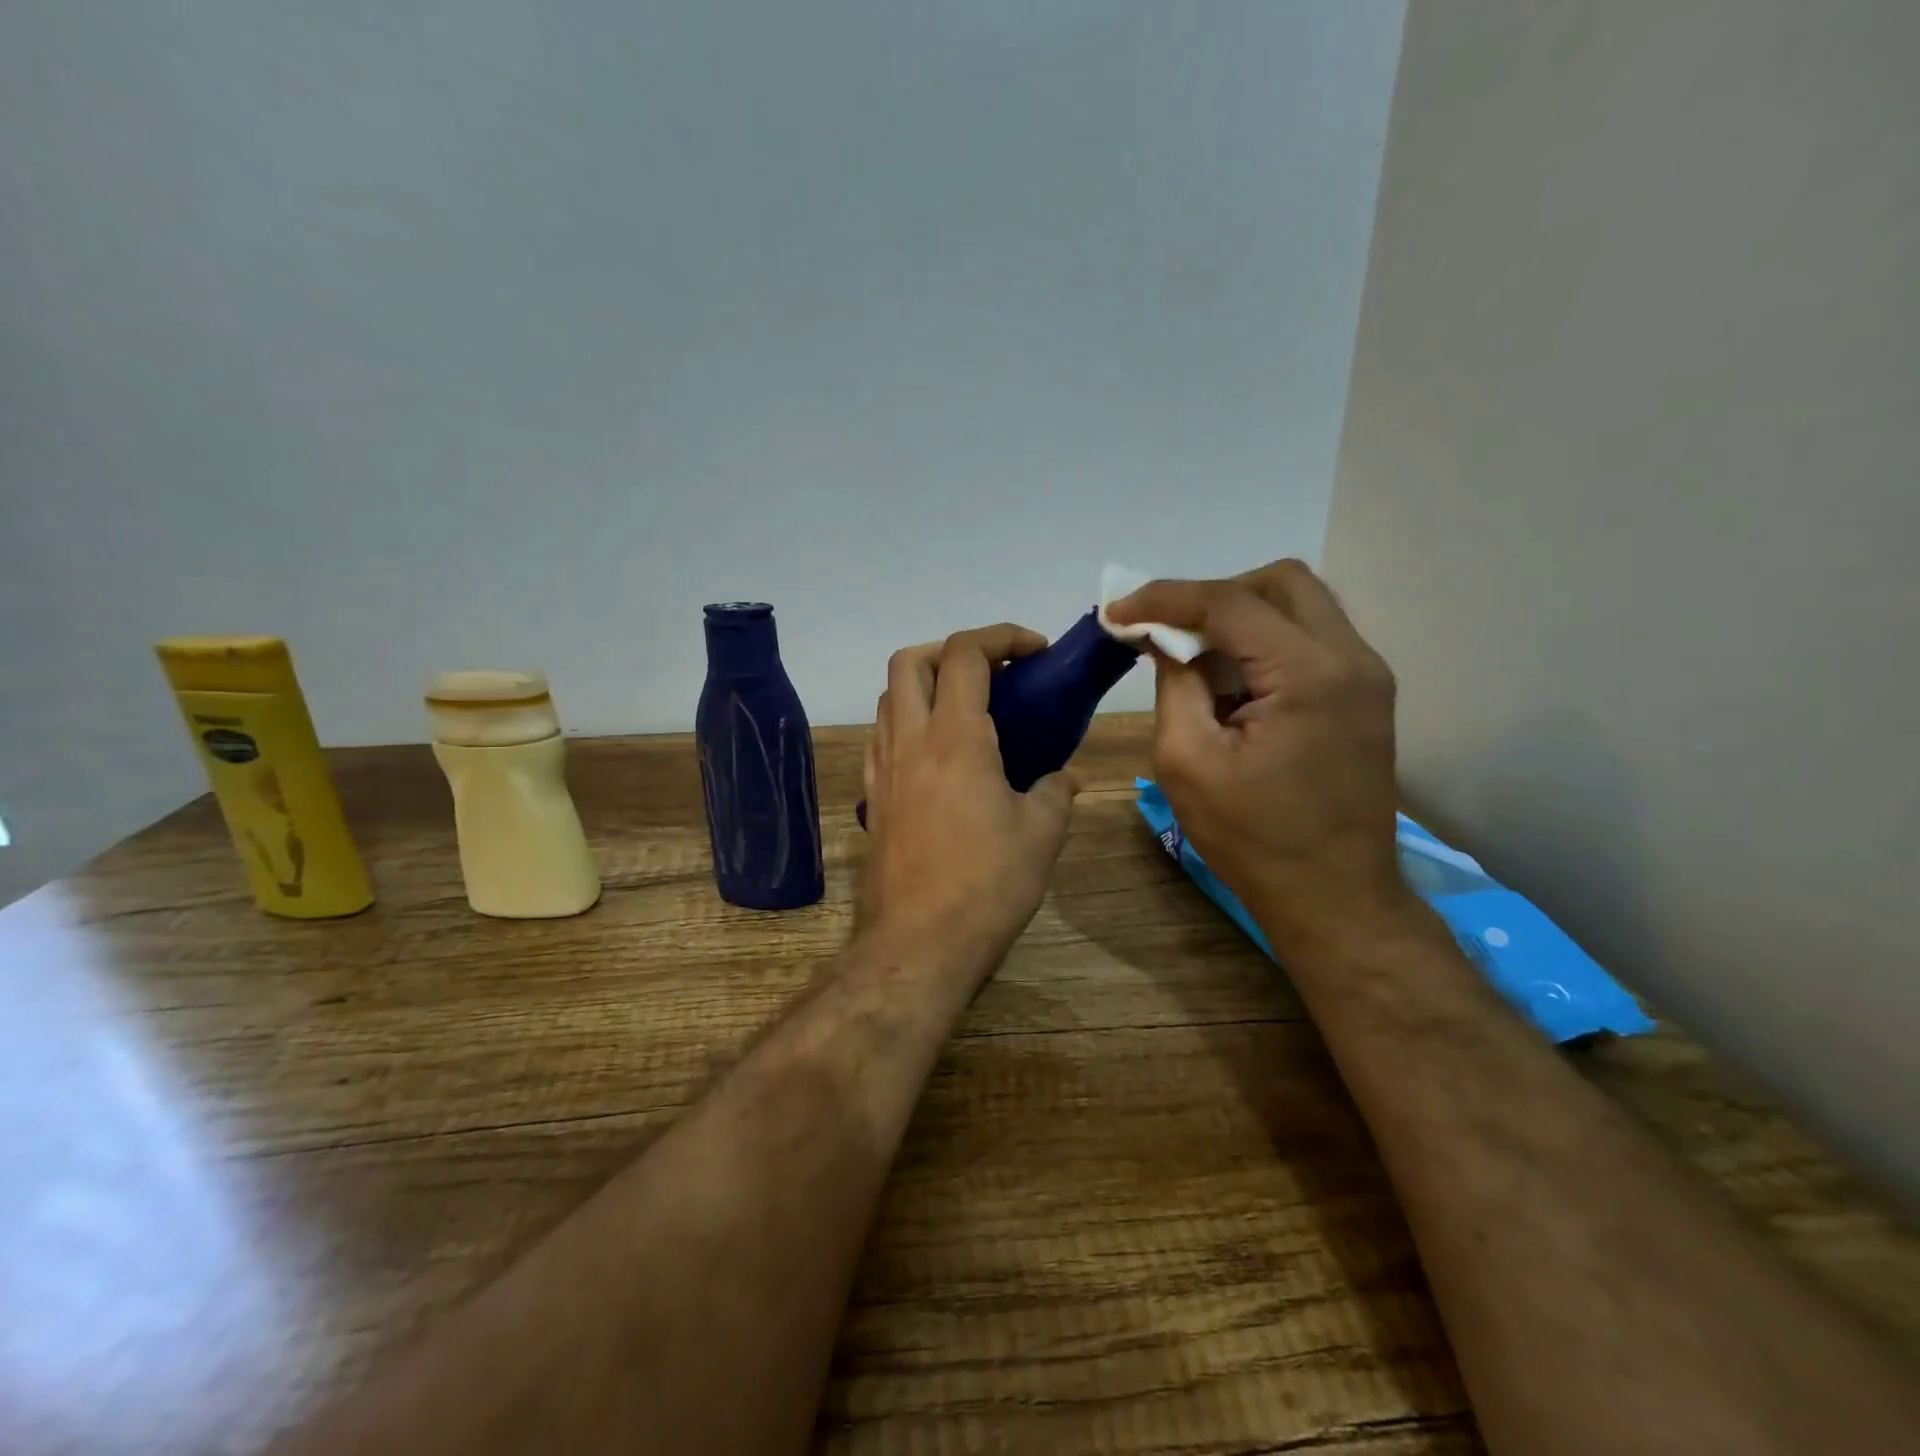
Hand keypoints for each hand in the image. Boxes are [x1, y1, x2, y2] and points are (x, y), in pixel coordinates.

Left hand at [860, 625, 1079, 976]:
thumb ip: (1056, 791)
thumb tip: (1064, 777)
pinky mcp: (874, 798)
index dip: (1002, 637)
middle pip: (911, 661)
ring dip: (926, 683)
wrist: (918, 944)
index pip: (966, 654)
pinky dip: (908, 722)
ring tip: (967, 709)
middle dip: (952, 650)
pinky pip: (882, 736)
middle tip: (992, 673)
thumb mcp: (1041, 835)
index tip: (1035, 652)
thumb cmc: (987, 885)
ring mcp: (884, 768)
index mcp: (955, 737)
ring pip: (889, 697)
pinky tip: (938, 754)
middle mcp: (910, 740)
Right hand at [1106, 560, 1409, 944]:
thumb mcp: (1187, 762)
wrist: (1335, 896)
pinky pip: (1311, 638)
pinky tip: (1233, 684)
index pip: (1230, 602)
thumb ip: (1173, 684)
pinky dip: (1265, 642)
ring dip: (1241, 617)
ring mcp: (1367, 675)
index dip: (1166, 598)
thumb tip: (1162, 638)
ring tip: (1198, 660)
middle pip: (1280, 582)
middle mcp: (1351, 658)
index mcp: (1308, 674)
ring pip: (1300, 604)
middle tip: (1169, 632)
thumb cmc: (1252, 839)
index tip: (1118, 611)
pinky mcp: (1365, 695)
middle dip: (1214, 596)